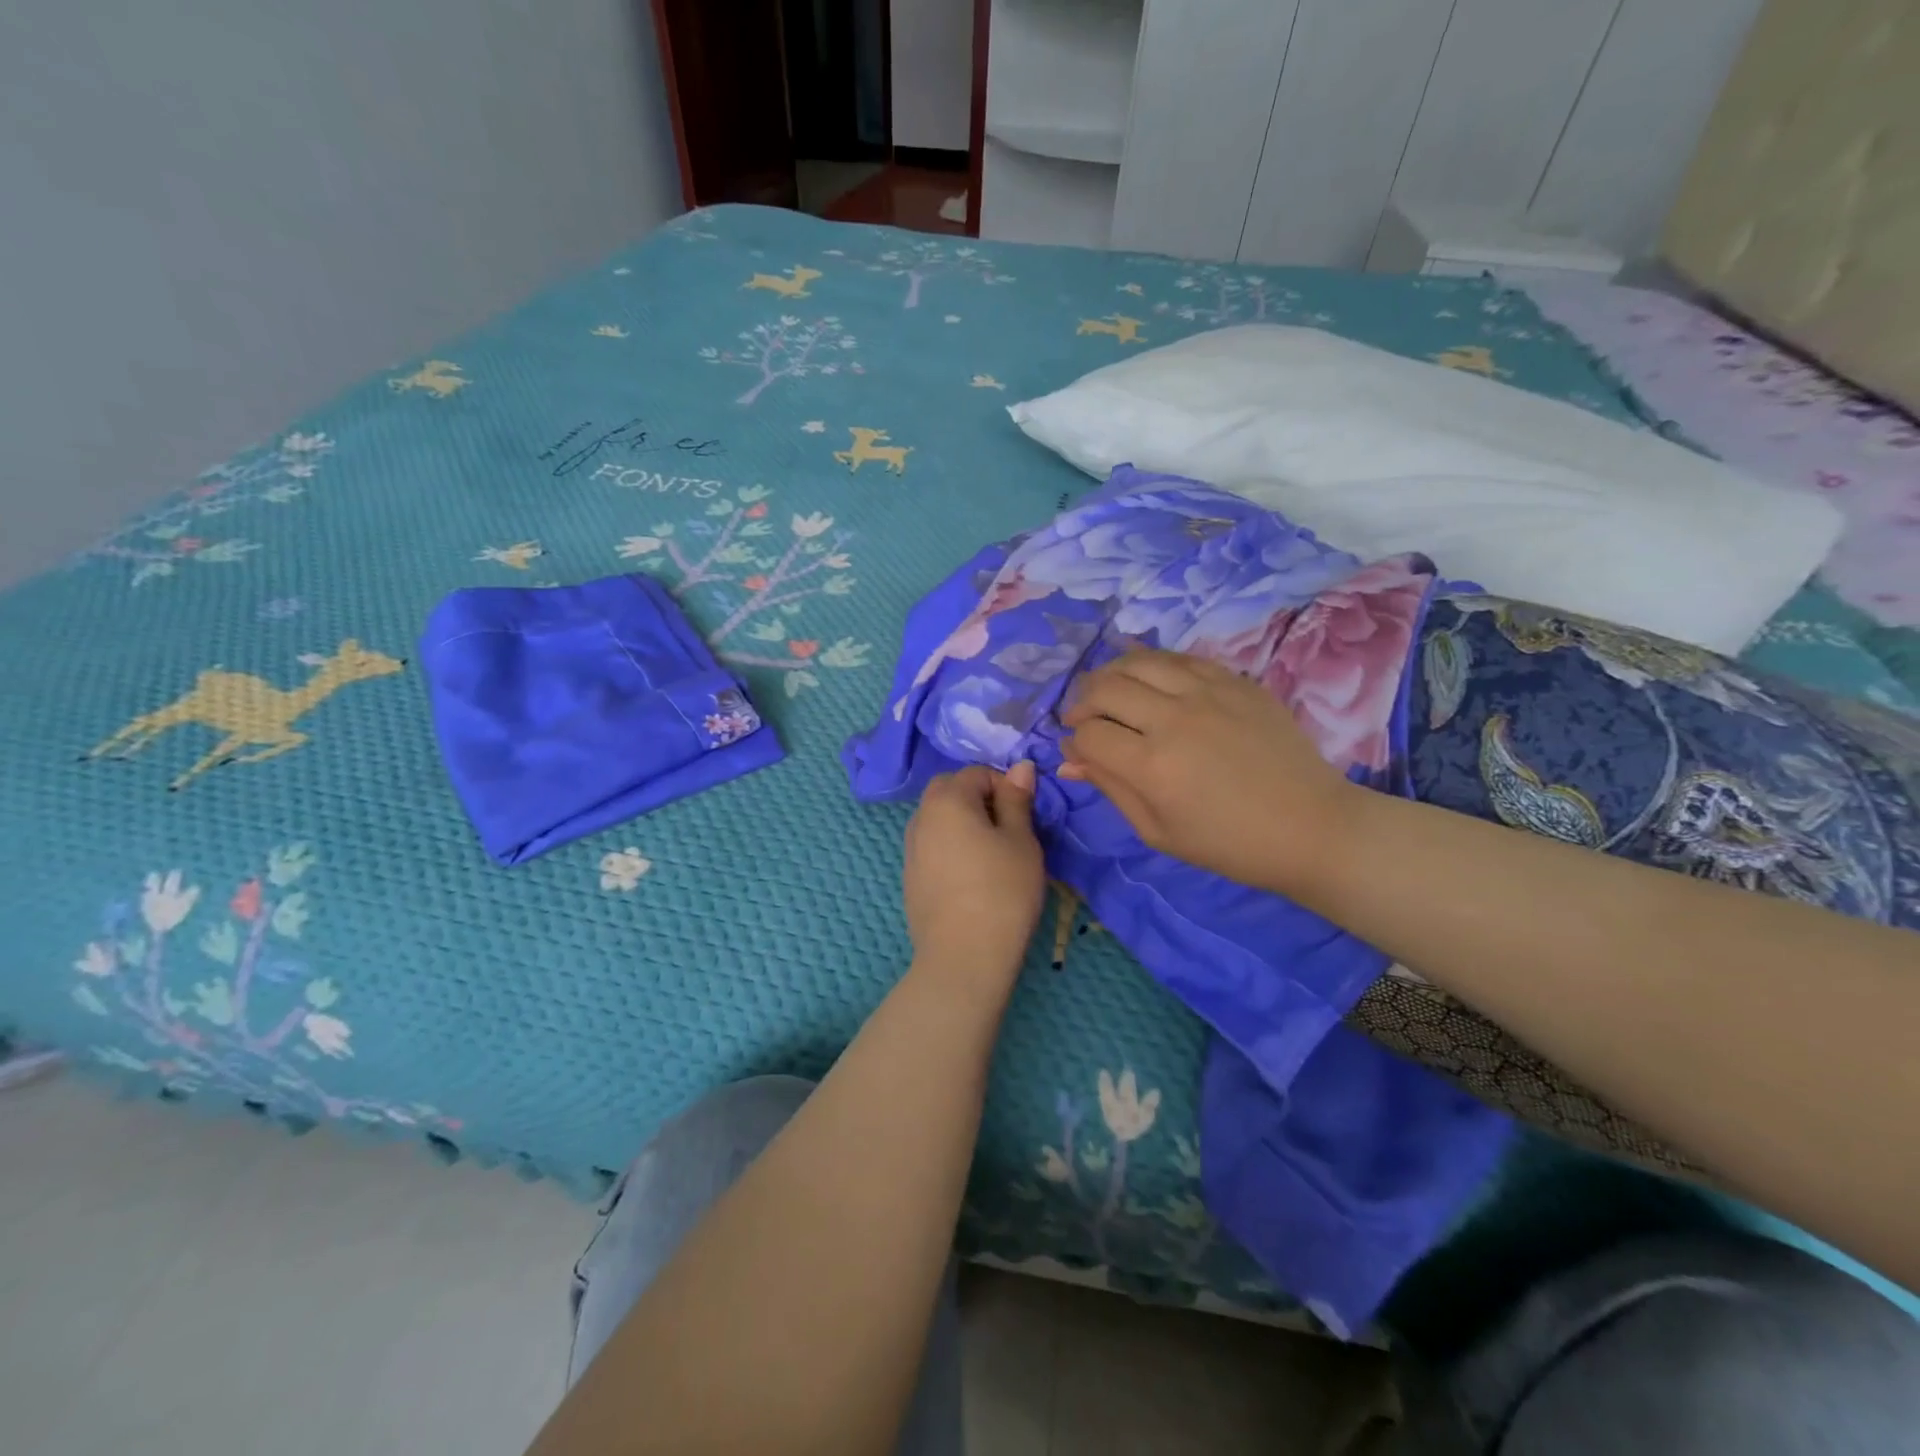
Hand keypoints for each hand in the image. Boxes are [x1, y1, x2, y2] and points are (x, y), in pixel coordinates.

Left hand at [903, 763, 1046, 980]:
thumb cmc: (1002, 892)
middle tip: (1007, 829)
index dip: (1004, 786)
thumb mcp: (1021, 841)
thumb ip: (1017, 800)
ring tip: (991, 853)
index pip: (976, 772)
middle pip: (949, 790)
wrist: (963, 957)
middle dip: (977, 798)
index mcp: (947, 800)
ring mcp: (910, 849)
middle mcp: (920, 817)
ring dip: (961, 822)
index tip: (1024, 815)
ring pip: (937, 818)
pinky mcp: (910, 877)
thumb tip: (1020, 767)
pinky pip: (931, 846)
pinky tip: (971, 877)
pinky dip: (950, 846)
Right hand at [1060, 650, 1356, 893]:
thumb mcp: (1158, 832)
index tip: (1077, 751)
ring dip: (1112, 674)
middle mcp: (1174, 719)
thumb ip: (1111, 789)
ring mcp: (1208, 692)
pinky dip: (1153, 664)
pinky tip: (1150, 681)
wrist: (1310, 827)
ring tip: (1109, 691)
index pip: (1089, 733)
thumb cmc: (1229, 843)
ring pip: (1139, 661)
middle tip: (1083, 718)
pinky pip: (1180, 658)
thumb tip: (1070, 761)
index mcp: (1152, 766)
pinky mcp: (1235, 681)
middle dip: (1082, 702)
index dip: (1073, 741)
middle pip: (1105, 688)